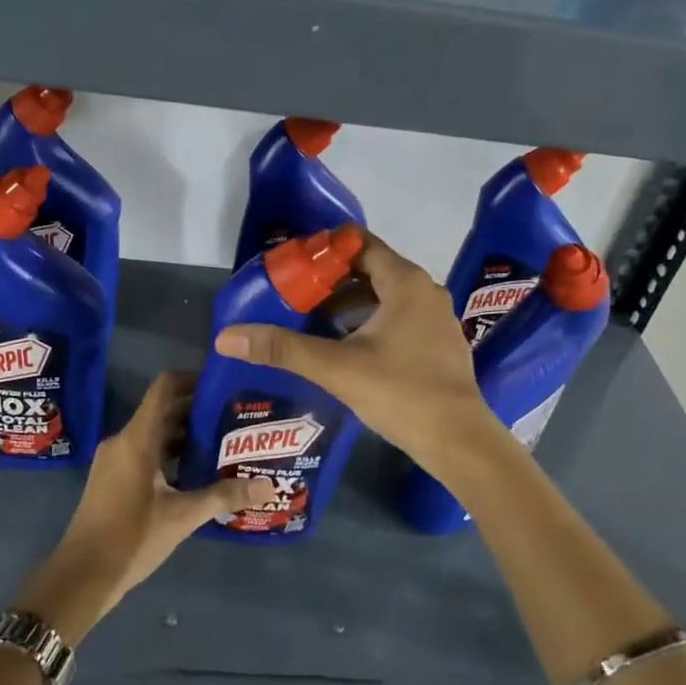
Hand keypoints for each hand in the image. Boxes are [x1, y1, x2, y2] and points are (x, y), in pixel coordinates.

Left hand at [14, 372, 269, 644]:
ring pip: (155, 434)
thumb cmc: (131, 537)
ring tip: (223, 442)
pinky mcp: (113, 479)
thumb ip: (224, 496)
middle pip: (163, 410)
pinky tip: (196, 471)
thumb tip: (268, 486)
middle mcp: (123, 441)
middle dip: (197, 411)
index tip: (223, 383)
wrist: (82, 576)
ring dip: (185, 435)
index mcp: (137, 439)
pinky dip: (170, 454)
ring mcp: (115, 460)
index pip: (165, 388)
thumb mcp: (183, 517)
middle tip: (234, 416)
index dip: (193, 379)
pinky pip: (145, 452)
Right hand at [214, 229, 496, 467]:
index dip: (324, 249)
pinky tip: (346, 346)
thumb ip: (282, 349)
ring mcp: (435, 318)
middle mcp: (425, 291)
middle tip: (294, 293)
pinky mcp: (438, 344)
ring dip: (349, 303)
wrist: (459, 441)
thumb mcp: (336, 368)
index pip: (360, 243)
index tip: (293, 265)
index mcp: (405, 282)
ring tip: (312, 319)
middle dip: (331, 279)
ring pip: (385, 296)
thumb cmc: (400, 393)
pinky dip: (369, 321)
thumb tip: (227, 337)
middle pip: (371, 268)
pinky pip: (398, 317)